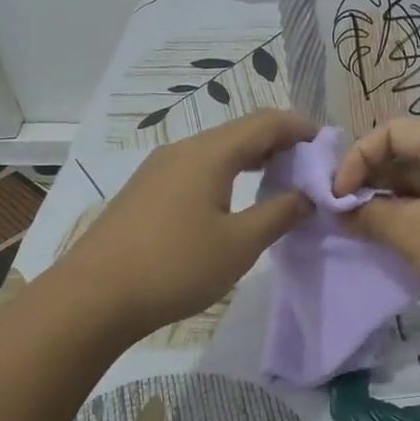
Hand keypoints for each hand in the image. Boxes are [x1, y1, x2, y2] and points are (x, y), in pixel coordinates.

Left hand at [54, 110, 315, 343]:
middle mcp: (182, 150)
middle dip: (277, 142)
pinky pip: (195, 168)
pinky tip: (232, 198)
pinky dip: (225, 172)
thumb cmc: (175, 267)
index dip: (299, 127)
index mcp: (208, 154)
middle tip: (307, 164)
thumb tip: (308, 195)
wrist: (93, 297)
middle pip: (238, 131)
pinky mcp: (143, 191)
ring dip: (250, 158)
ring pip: (214, 150)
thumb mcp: (239, 245)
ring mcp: (157, 169)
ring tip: (277, 179)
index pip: (264, 123)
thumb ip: (279, 214)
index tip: (326, 142)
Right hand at [333, 121, 419, 345]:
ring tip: (359, 234)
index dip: (359, 156)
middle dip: (370, 184)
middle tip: (342, 216)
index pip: (391, 132)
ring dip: (386, 209)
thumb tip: (341, 211)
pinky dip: (409, 227)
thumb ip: (369, 216)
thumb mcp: (412, 231)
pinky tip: (389, 250)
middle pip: (404, 159)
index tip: (338, 194)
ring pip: (418, 191)